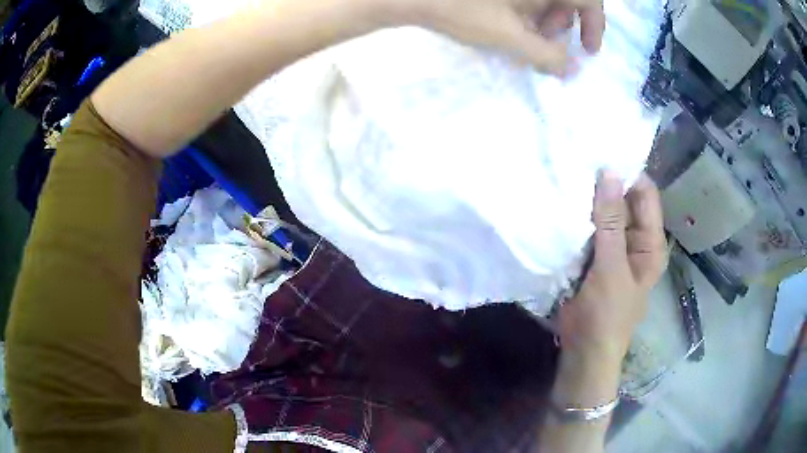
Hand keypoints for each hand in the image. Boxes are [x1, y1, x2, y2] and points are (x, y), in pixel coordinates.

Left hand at [380, 0, 604, 75]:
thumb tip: (574, 69)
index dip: (595, 24)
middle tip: (546, 42)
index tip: (588, 49)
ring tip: (525, 36)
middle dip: (563, 22)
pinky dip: (526, 10)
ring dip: (544, 17)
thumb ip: (547, 55)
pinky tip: (511, 21)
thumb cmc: (463, 10)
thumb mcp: (509, 37)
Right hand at [559, 170, 667, 362]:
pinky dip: (579, 217)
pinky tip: (561, 202)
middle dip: (604, 185)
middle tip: (578, 159)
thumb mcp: (611, 269)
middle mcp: (636, 240)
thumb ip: (611, 223)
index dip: (627, 174)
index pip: (645, 195)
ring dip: (589, 200)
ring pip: (604, 214)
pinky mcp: (594, 256)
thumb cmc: (606, 315)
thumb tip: (609, 174)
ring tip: (566, 174)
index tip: (600, 154)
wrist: (584, 352)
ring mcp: (614, 248)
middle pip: (624, 201)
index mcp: (651, 242)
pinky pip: (589, 229)